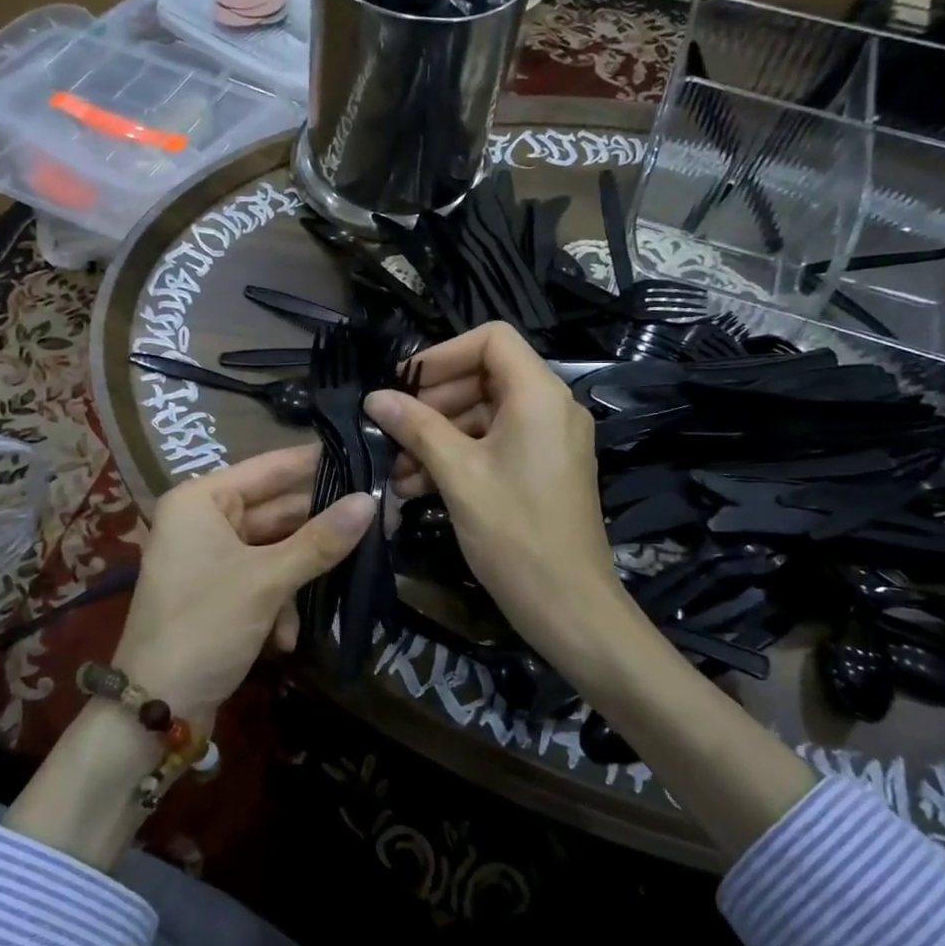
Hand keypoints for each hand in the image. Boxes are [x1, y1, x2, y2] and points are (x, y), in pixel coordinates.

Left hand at [112, 444, 372, 727]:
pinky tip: (285, 639)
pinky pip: (262, 578)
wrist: (155, 708)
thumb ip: (320, 540)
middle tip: (378, 521)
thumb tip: (370, 502)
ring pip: (275, 549)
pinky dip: (278, 604)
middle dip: (319, 529)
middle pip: (277, 510)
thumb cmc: (206, 626)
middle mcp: (203, 519)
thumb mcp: (267, 580)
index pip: (270, 468)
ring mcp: (210, 556)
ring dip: (300, 577)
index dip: (318, 463)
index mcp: (202, 500)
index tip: (366, 455)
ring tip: (345, 583)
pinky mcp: (219, 591)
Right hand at [363, 322, 631, 666]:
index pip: (491, 339)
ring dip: (438, 435)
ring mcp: (550, 439)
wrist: (569, 606)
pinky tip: (418, 485)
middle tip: (392, 428)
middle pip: (485, 376)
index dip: (442, 354)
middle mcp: (551, 407)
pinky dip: (459, 456)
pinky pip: (496, 443)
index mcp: (539, 395)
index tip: (404, 383)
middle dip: (433, 402)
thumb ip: (416, 427)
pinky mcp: (544, 468)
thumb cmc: (514, 533)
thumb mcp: (458, 474)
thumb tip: (375, 396)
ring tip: (396, 468)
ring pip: (485, 414)